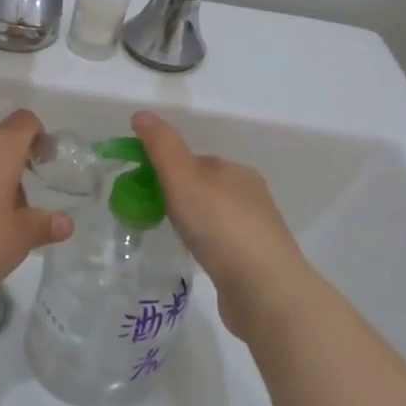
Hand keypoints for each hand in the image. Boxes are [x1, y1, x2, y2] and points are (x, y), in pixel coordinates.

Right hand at [132, 110, 313, 341]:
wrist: (264, 290)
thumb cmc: (221, 227)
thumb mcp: (184, 178)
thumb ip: (162, 147)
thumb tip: (142, 115)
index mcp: (237, 171)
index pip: (196, 161)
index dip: (168, 169)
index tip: (142, 187)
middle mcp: (251, 196)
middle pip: (205, 188)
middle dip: (178, 197)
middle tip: (149, 214)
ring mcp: (256, 231)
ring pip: (214, 217)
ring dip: (193, 222)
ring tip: (169, 237)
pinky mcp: (256, 263)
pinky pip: (222, 244)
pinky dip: (205, 246)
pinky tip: (195, 259)